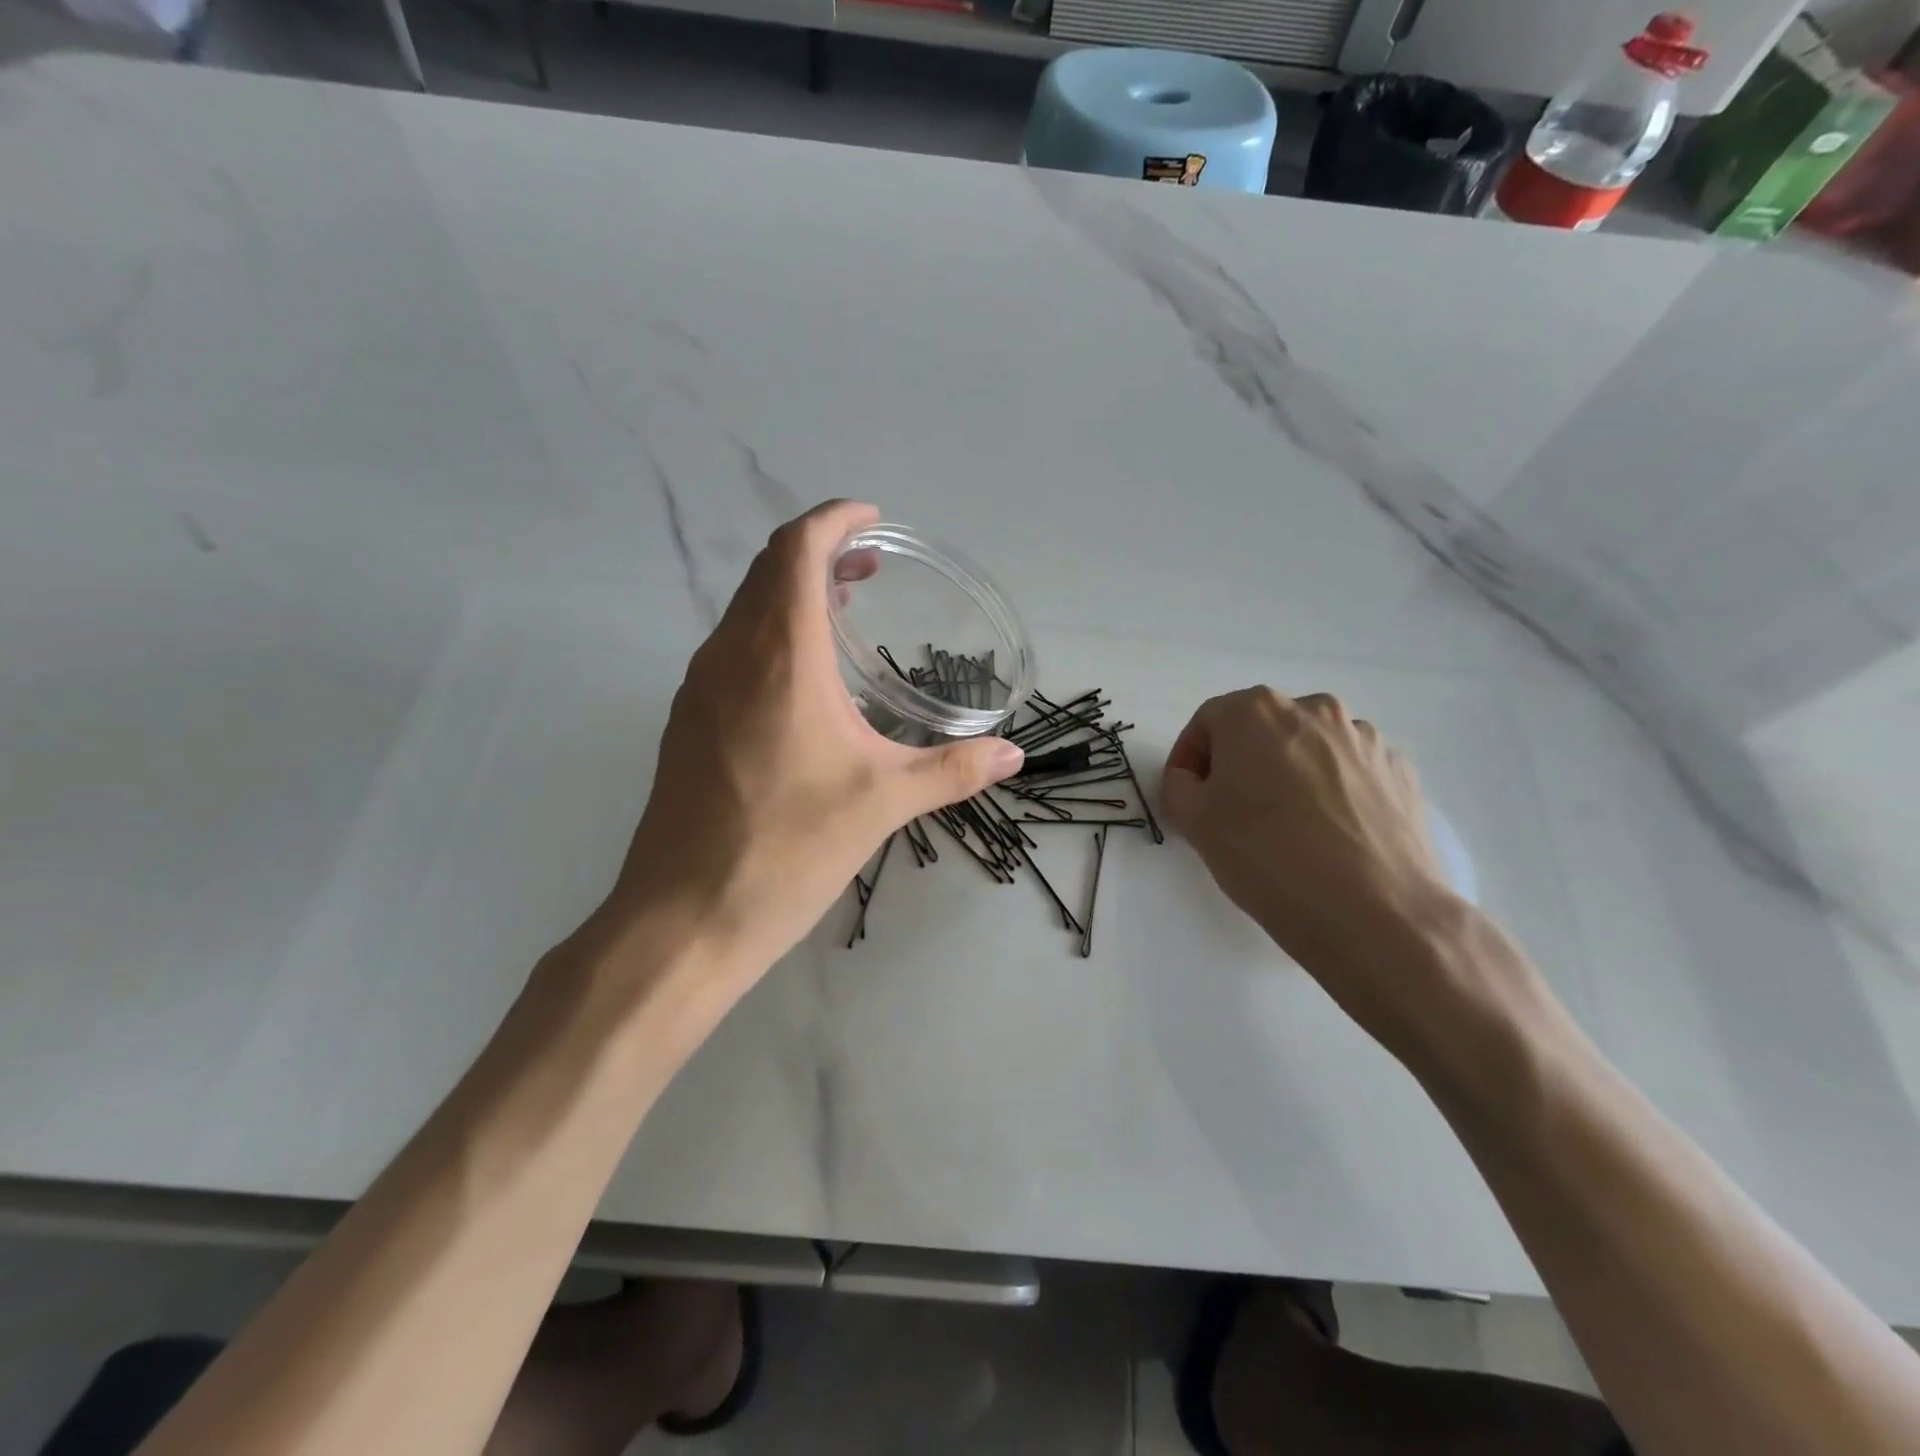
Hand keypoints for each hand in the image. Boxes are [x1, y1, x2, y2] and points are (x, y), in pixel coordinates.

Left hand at [609, 501, 1024, 983]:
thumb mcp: (883, 803)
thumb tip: (1012, 756)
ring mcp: (698, 688)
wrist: (685, 917)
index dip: (833, 520)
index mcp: (778, 655)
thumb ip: (952, 770)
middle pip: (766, 571)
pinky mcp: (686, 723)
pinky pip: (731, 650)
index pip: (796, 549)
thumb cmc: (788, 847)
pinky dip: (769, 636)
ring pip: (744, 611)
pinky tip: (802, 683)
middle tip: (871, 569)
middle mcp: (729, 655)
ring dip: (791, 596)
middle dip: (820, 554)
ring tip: (844, 617)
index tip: (872, 520)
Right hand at [1160, 688, 1463, 1036]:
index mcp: (1256, 710)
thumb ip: (1179, 786)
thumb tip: (1194, 780)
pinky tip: (1328, 834)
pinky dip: (1331, 791)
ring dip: (1288, 773)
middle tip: (1232, 811)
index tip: (1189, 797)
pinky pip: (1348, 771)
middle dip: (1239, 763)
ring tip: (1286, 826)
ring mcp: (1363, 738)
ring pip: (1307, 748)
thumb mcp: (1194, 822)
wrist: (1375, 913)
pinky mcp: (1399, 771)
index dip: (1189, 759)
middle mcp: (1313, 709)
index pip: (1207, 722)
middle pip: (1260, 728)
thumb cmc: (1267, 857)